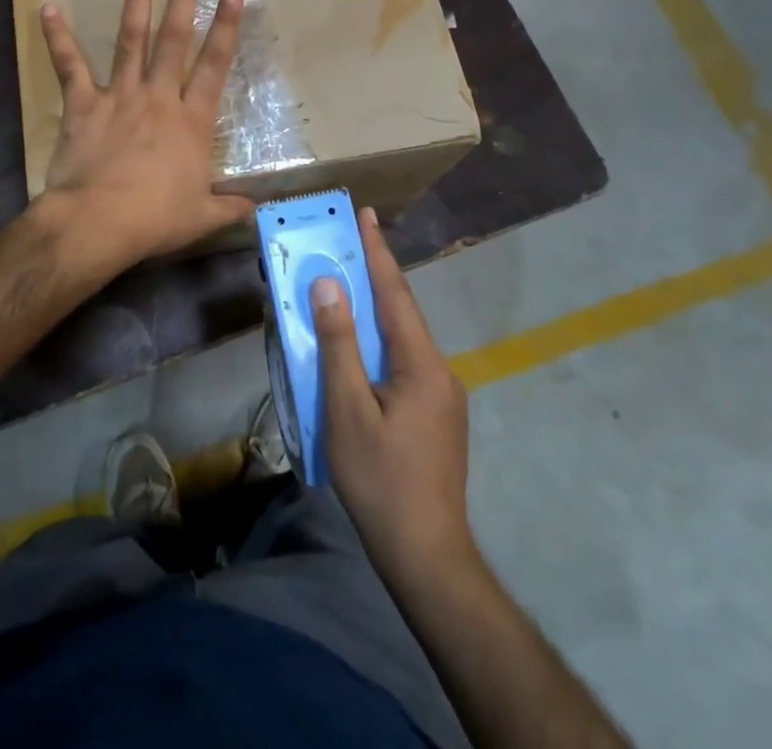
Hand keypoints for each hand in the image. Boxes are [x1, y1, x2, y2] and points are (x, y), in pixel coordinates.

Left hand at [36, 0, 254, 281]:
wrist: (97, 223)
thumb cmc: (154, 219)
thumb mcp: (201, 217)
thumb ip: (231, 207)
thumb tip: (257, 208)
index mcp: (191, 120)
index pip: (215, 64)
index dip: (227, 26)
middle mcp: (159, 97)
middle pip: (174, 38)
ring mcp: (120, 95)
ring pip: (131, 39)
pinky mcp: (84, 104)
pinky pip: (70, 66)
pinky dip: (59, 38)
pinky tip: (49, 8)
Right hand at [314, 209, 477, 589]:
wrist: (427, 556)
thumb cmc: (381, 480)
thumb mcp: (347, 410)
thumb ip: (339, 344)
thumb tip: (329, 285)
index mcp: (421, 363)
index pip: (395, 292)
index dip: (378, 251)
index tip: (367, 214)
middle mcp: (439, 371)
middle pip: (401, 312)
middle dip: (375, 275)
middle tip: (349, 243)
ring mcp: (442, 396)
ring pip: (403, 340)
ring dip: (375, 312)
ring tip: (347, 290)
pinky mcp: (437, 417)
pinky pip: (404, 364)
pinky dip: (380, 344)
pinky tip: (361, 352)